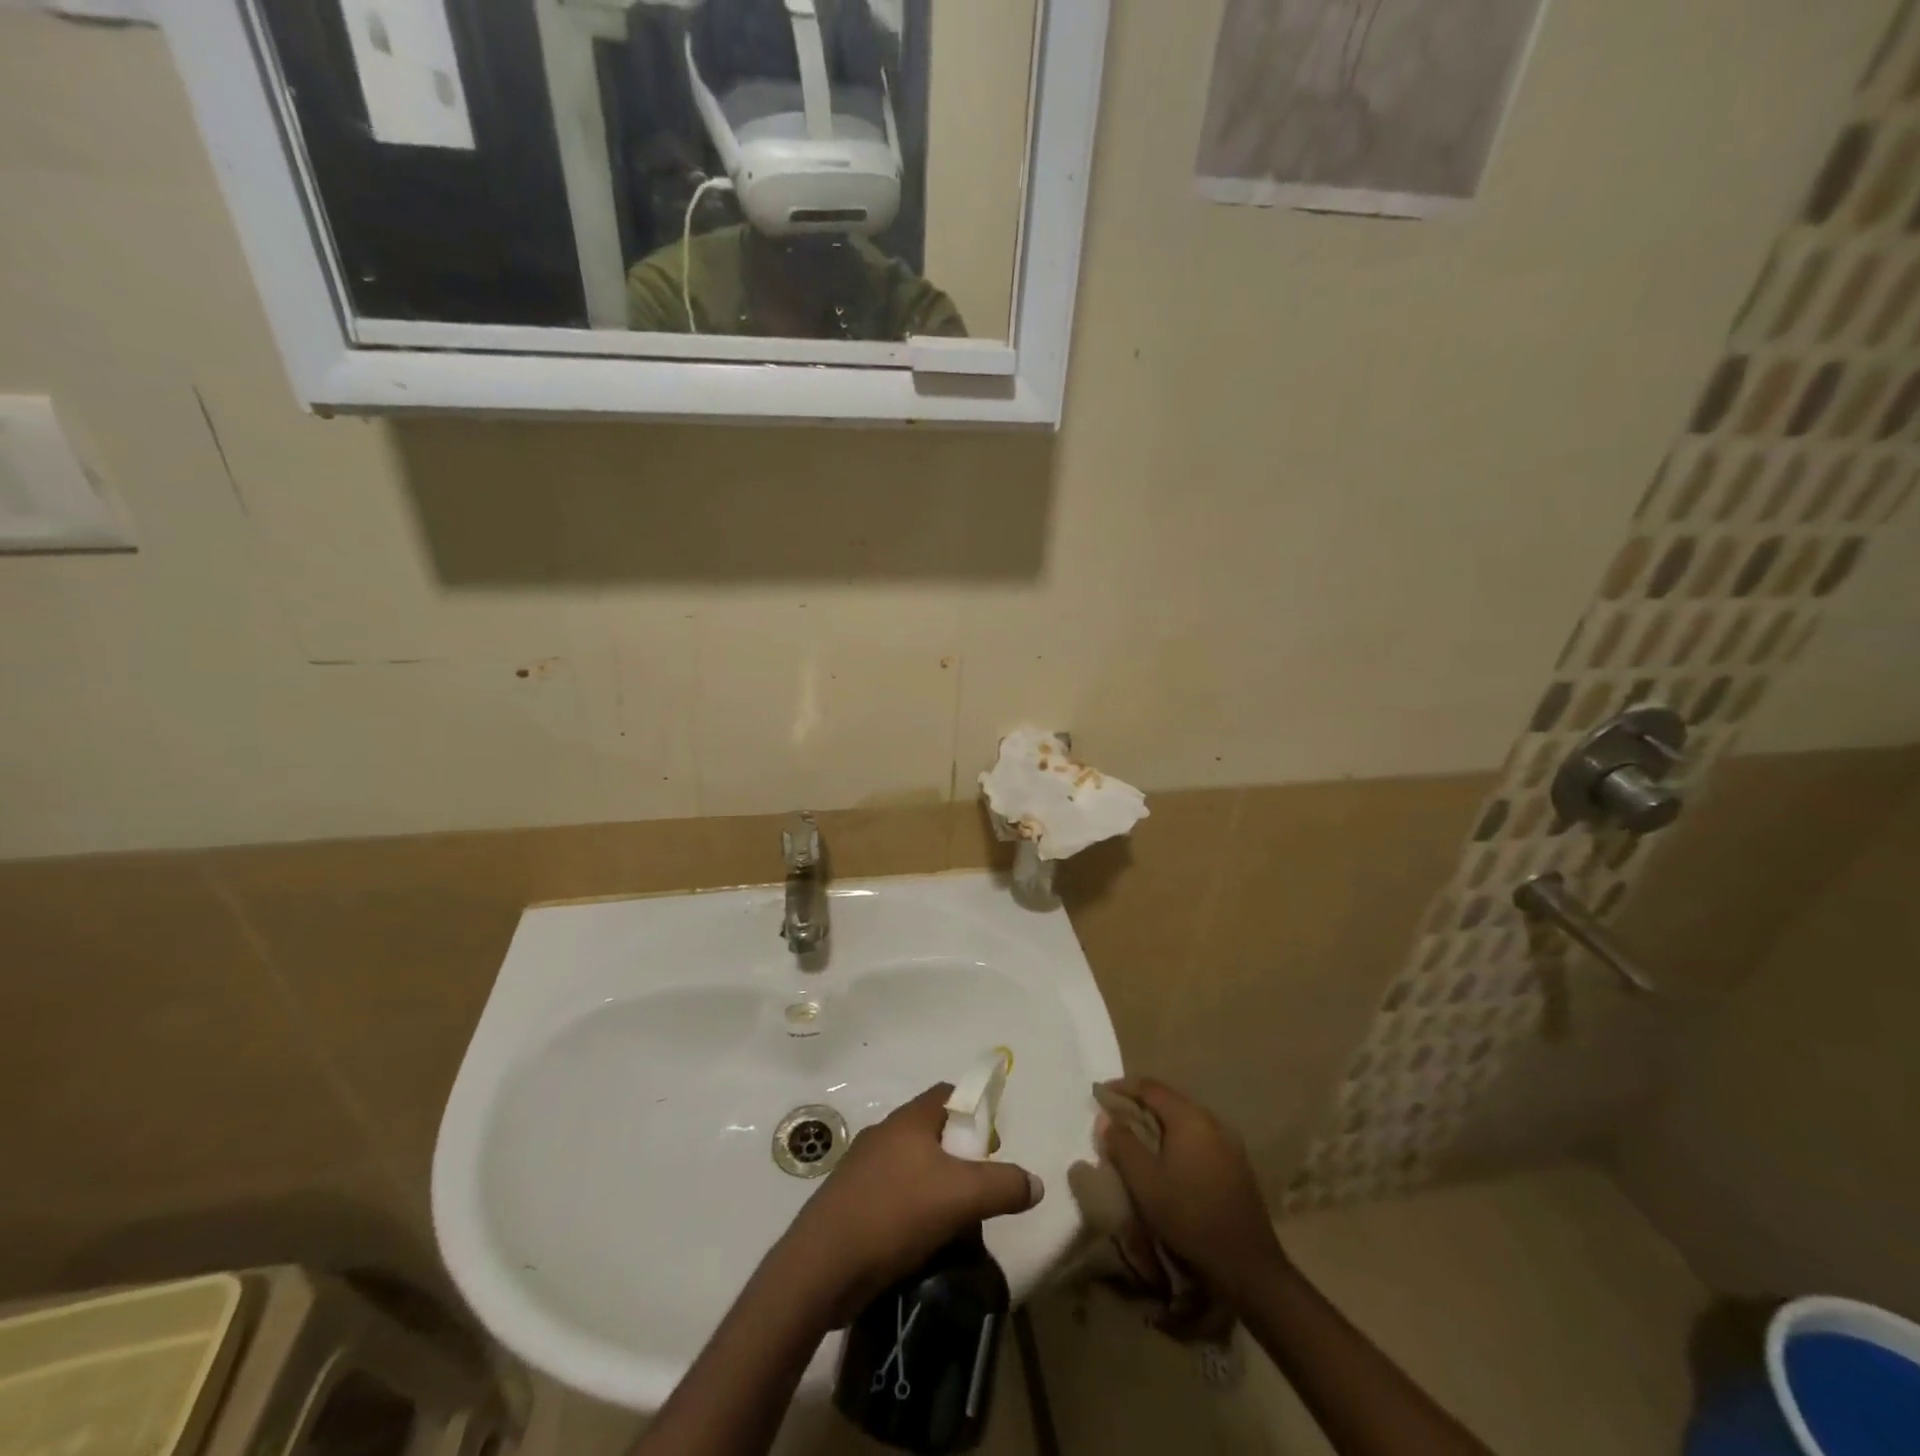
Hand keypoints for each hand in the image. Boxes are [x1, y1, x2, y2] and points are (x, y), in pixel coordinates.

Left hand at [771, 1083, 1043, 1324]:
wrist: (820, 1267)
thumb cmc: (894, 1214)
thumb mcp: (961, 1198)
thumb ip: (1004, 1186)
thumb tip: (1035, 1183)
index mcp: (908, 1120)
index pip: (948, 1094)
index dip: (975, 1110)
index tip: (991, 1145)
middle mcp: (884, 1134)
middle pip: (932, 1132)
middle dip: (959, 1157)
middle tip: (978, 1191)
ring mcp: (861, 1168)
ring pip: (912, 1167)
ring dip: (936, 1187)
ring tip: (955, 1223)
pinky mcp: (849, 1202)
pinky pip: (892, 1195)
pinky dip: (911, 1210)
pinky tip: (921, 1242)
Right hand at [1097, 1077, 1284, 1290]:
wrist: (1247, 1265)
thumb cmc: (1189, 1217)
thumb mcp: (1145, 1182)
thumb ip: (1122, 1144)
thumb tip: (1107, 1118)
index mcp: (1189, 1118)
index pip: (1150, 1087)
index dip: (1123, 1087)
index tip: (1101, 1095)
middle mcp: (1212, 1121)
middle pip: (1169, 1101)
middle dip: (1140, 1105)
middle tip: (1117, 1118)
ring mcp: (1228, 1143)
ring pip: (1185, 1121)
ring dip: (1160, 1124)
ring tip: (1139, 1139)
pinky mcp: (1236, 1164)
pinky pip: (1199, 1139)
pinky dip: (1178, 1140)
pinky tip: (1169, 1161)